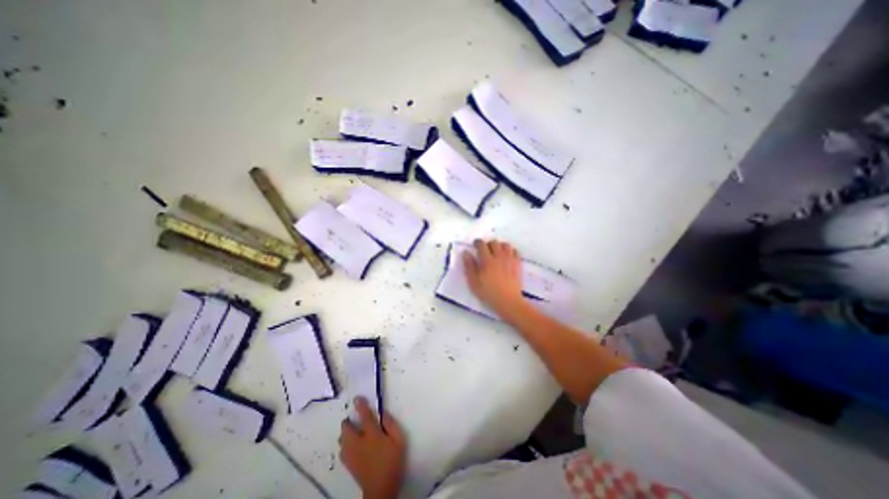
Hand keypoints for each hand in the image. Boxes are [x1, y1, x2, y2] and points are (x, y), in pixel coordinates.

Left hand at [339, 398, 407, 497]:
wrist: (382, 490)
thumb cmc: (393, 461)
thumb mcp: (399, 440)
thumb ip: (391, 424)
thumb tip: (383, 413)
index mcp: (373, 435)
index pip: (365, 417)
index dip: (360, 406)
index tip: (357, 398)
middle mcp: (359, 443)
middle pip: (347, 429)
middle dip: (348, 422)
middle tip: (354, 419)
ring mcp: (352, 455)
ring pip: (342, 439)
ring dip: (345, 432)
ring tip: (352, 431)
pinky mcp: (349, 465)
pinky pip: (342, 450)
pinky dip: (344, 444)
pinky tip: (351, 445)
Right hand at [462, 237, 521, 315]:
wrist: (508, 301)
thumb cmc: (488, 292)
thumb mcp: (473, 282)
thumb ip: (469, 266)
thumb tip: (466, 253)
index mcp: (487, 260)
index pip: (481, 244)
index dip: (477, 242)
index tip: (475, 245)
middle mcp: (499, 256)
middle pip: (494, 242)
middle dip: (488, 244)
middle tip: (485, 250)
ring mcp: (510, 259)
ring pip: (506, 245)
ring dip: (500, 246)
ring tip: (497, 252)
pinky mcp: (517, 264)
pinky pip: (515, 251)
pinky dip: (510, 251)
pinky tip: (507, 256)